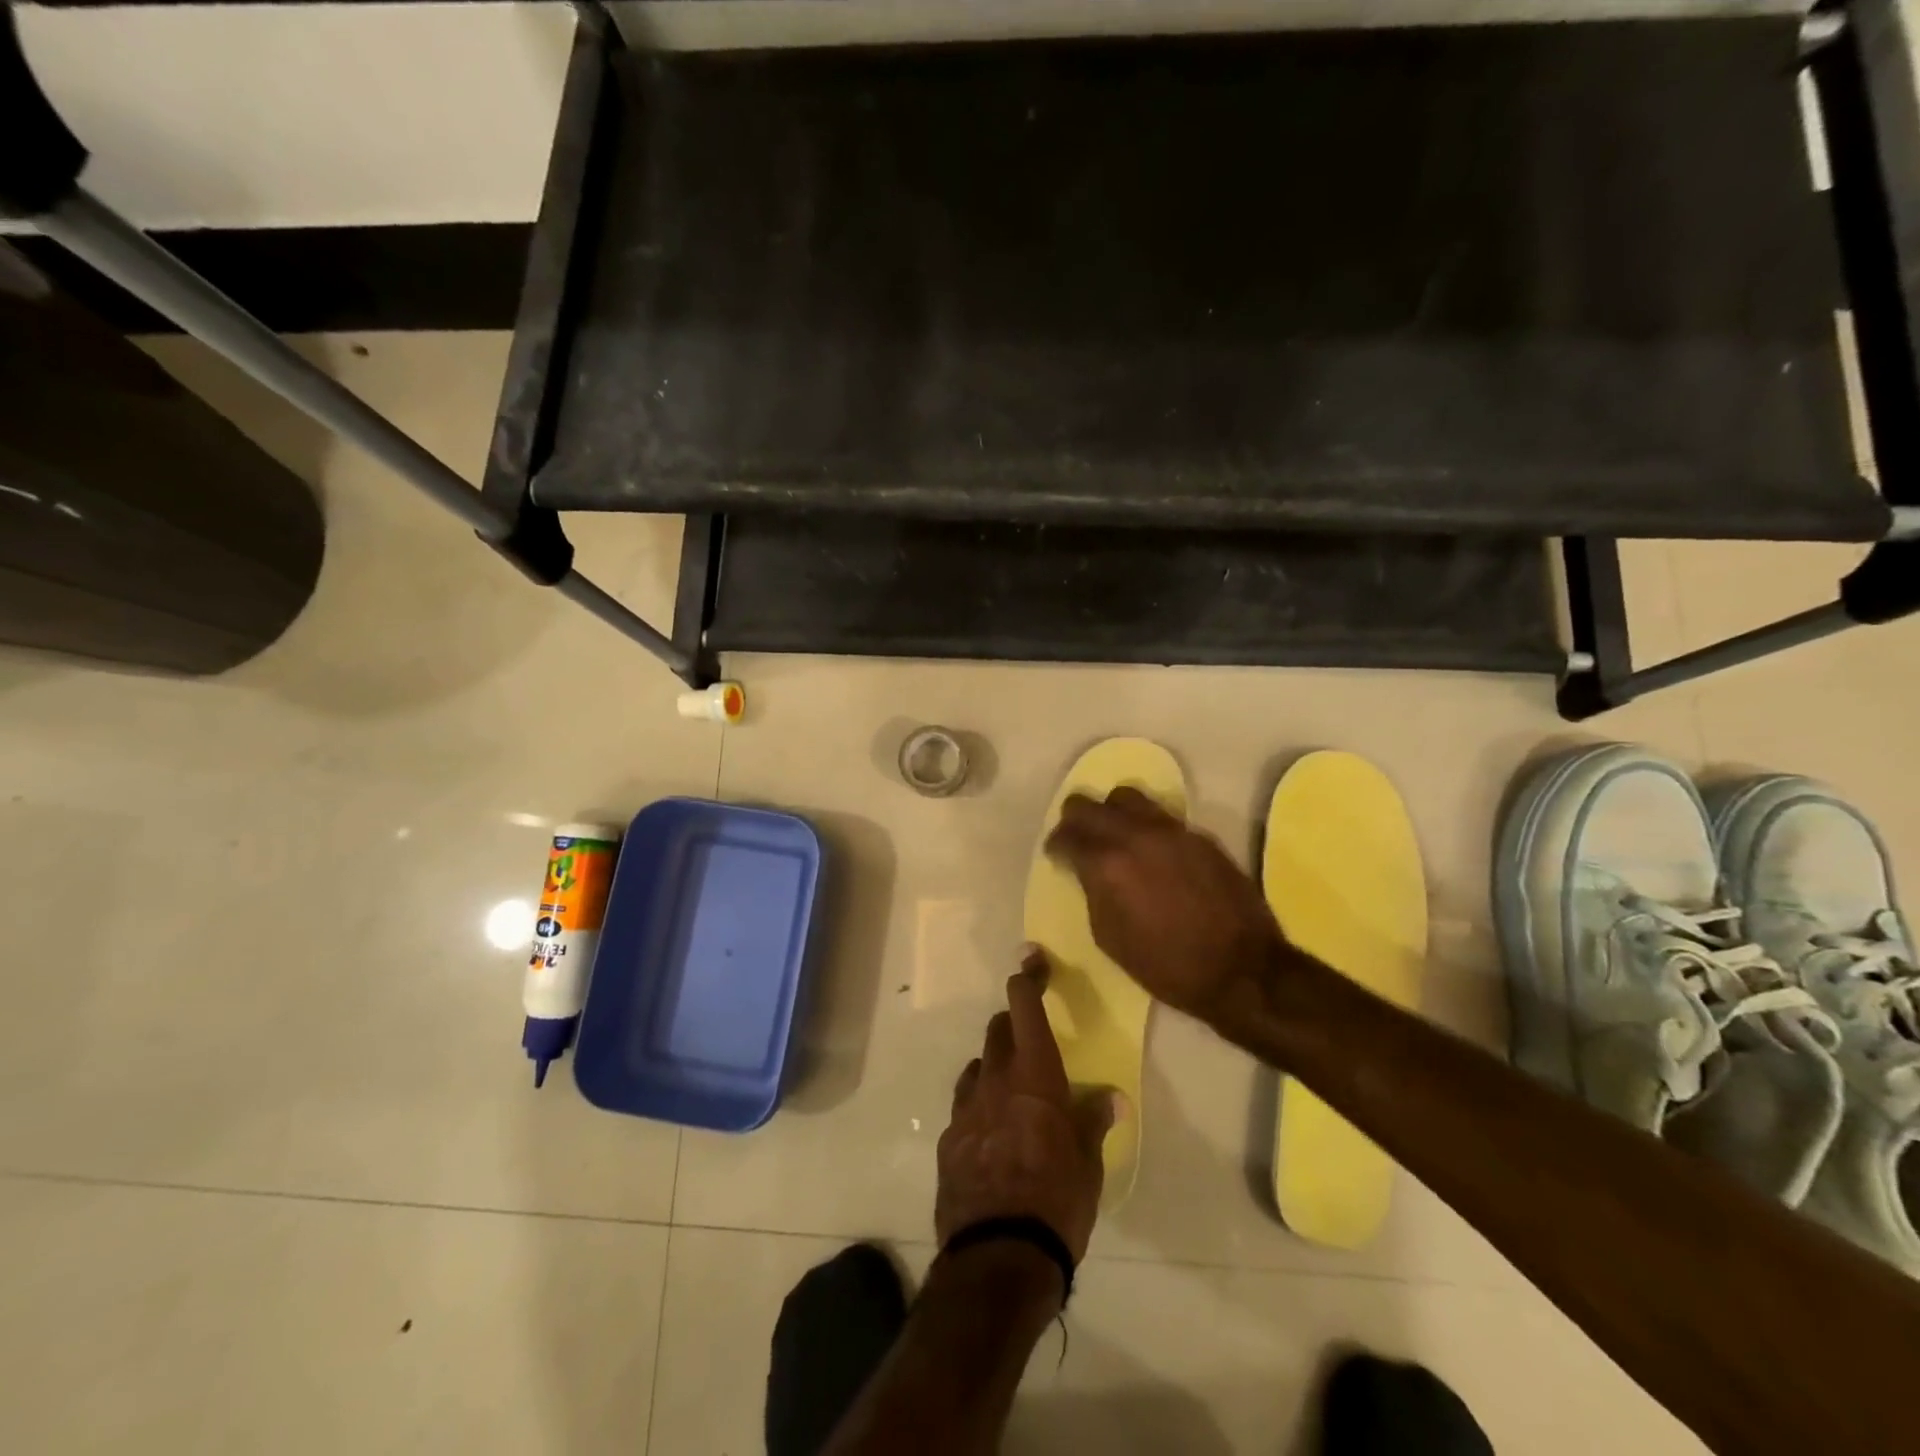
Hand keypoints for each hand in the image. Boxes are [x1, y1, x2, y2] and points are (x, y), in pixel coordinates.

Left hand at [935, 951, 1114, 1264]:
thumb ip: (1094, 1121)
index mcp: (1034, 1075)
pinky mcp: (948, 1140)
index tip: (1031, 958)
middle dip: (1013, 1025)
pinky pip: (964, 1107)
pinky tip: (992, 1136)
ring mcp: (965, 1108)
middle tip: (1032, 1041)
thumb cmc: (1057, 1200)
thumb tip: (1112, 1098)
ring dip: (994, 1067)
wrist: (998, 1256)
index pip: (1024, 1006)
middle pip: (997, 1031)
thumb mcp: (1089, 1163)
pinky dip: (979, 1107)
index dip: (1028, 977)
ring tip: (1013, 1092)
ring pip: (977, 1067)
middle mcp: (995, 1080)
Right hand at [1044, 786, 1284, 1030]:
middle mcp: (1136, 835)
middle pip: (1090, 805)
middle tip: (1076, 837)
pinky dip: (1147, 827)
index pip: (1067, 836)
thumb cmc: (1167, 965)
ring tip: (1115, 834)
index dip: (1056, 845)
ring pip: (1128, 798)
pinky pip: (1162, 817)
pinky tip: (1152, 851)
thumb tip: (1088, 873)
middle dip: (1075, 818)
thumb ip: (1093, 893)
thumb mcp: (1109, 937)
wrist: (1241, 969)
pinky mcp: (1200, 836)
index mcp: (1107, 864)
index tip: (1056, 855)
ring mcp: (1171, 831)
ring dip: (1113, 812)